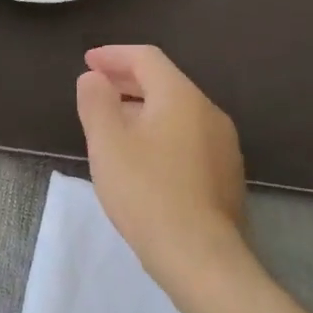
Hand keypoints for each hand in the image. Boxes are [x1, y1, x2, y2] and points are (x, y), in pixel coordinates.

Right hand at [75, 45, 247, 288]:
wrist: (201, 258)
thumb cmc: (147, 193)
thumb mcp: (107, 144)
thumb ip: (96, 102)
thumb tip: (94, 78)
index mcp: (181, 97)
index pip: (146, 58)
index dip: (113, 55)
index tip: (87, 62)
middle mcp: (208, 112)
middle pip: (164, 82)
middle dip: (127, 81)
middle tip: (96, 90)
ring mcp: (223, 144)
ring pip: (177, 112)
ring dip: (142, 108)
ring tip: (113, 125)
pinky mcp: (225, 174)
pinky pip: (188, 137)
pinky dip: (160, 133)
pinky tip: (142, 159)